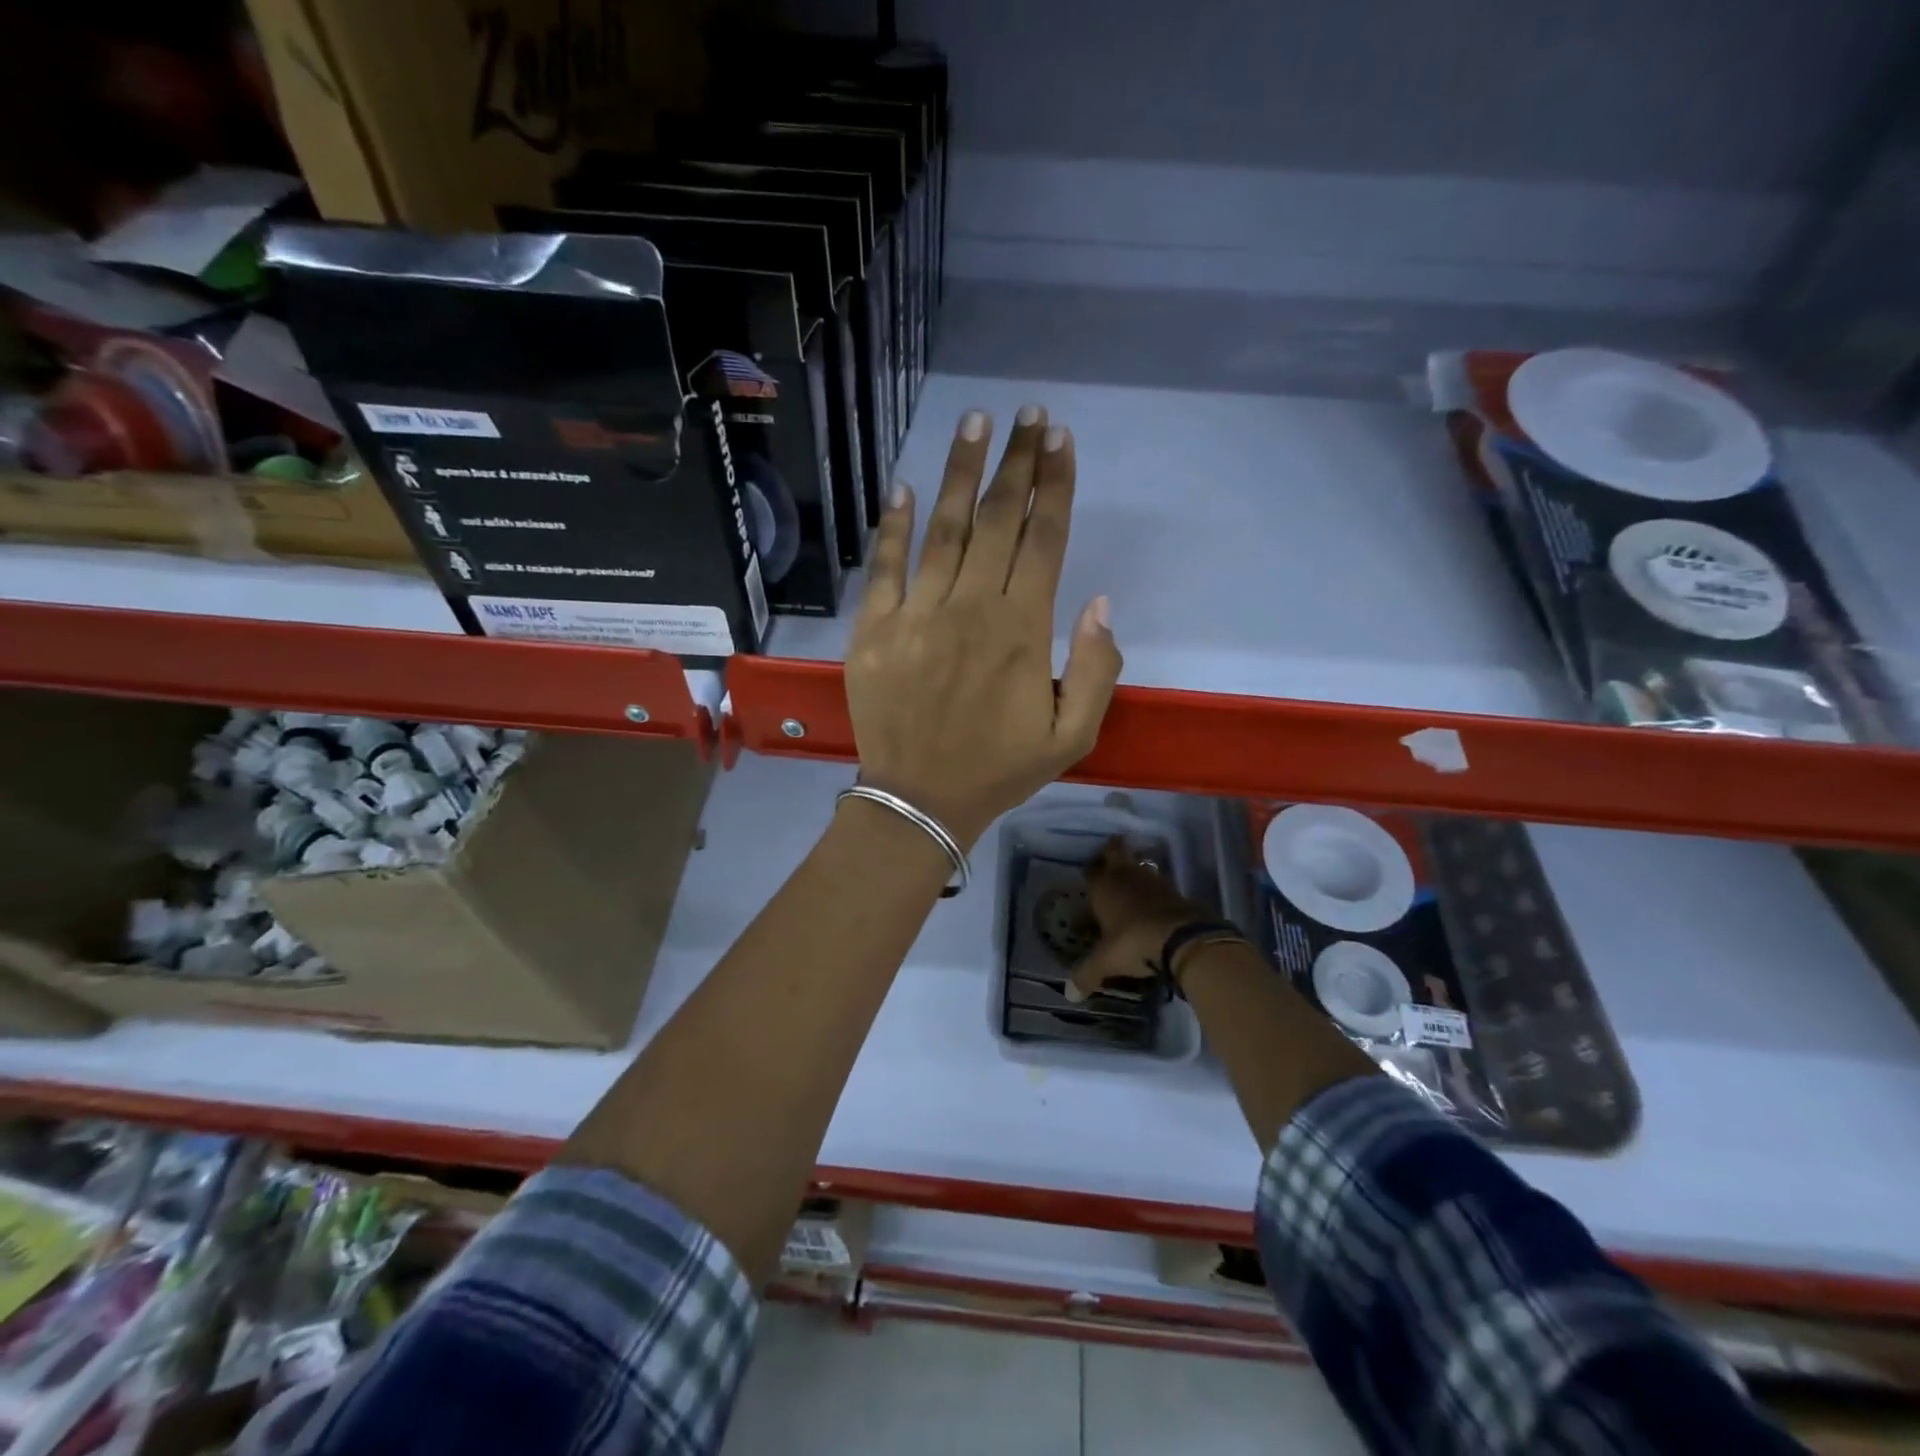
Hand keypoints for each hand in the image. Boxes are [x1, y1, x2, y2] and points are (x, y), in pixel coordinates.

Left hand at [844, 405, 1121, 847]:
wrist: (920, 801)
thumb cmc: (999, 769)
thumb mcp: (1073, 735)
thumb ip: (1096, 667)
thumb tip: (1099, 602)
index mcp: (1021, 631)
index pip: (1043, 539)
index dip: (1054, 484)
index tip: (1060, 439)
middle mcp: (970, 608)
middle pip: (998, 520)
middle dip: (1017, 461)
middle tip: (1028, 413)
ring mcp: (916, 615)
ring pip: (943, 529)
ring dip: (960, 472)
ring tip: (975, 422)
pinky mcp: (873, 630)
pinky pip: (884, 567)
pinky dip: (892, 525)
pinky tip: (902, 485)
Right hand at [1066, 837, 1213, 1000]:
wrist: (1182, 938)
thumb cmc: (1133, 943)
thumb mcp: (1106, 962)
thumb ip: (1087, 975)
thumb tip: (1069, 994)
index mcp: (1103, 887)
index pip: (1092, 870)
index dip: (1091, 872)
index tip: (1090, 876)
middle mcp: (1126, 876)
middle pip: (1117, 852)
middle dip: (1113, 852)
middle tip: (1110, 860)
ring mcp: (1153, 880)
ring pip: (1140, 866)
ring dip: (1136, 871)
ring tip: (1131, 885)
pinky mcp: (1176, 891)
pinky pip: (1160, 884)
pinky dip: (1155, 890)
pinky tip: (1154, 905)